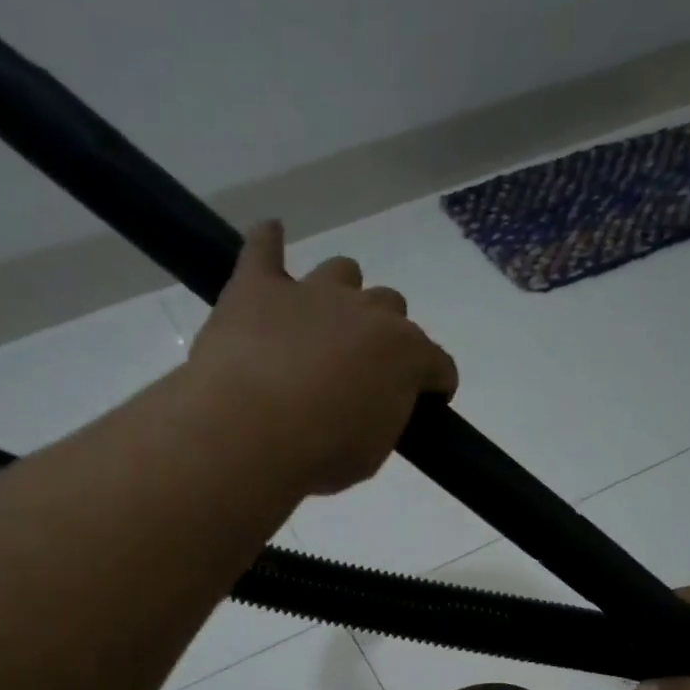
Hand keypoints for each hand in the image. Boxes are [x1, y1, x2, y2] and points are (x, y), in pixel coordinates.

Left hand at [186, 221, 457, 493]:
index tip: (425, 402)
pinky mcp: (258, 287)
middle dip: (384, 335)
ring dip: (341, 294)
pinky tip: (271, 236)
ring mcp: (313, 292)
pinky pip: (265, 248)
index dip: (434, 384)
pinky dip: (269, 243)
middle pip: (392, 307)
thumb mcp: (373, 452)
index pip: (438, 363)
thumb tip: (375, 402)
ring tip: (323, 323)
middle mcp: (369, 311)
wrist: (250, 433)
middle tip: (363, 370)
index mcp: (407, 354)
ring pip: (343, 271)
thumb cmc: (322, 453)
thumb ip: (385, 417)